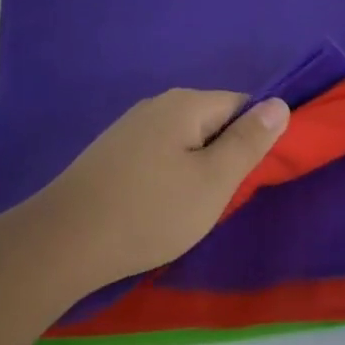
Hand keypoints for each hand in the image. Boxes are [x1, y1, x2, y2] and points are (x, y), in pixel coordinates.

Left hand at [31, 89, 289, 292]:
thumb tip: (281, 102)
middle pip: (212, 121)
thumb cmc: (150, 211)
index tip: (256, 175)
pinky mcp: (112, 153)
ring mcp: (130, 128)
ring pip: (185, 141)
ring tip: (193, 208)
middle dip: (226, 155)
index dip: (257, 136)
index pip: (242, 104)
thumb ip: (249, 141)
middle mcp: (157, 105)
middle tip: (225, 198)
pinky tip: (159, 207)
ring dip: (197, 169)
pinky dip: (169, 177)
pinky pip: (159, 155)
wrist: (63, 242)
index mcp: (186, 104)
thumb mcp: (213, 181)